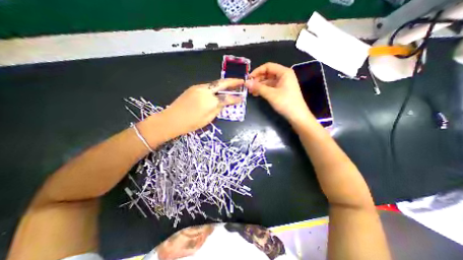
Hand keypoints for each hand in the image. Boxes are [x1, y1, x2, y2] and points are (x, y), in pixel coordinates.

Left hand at [157, 79, 242, 137]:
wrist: (171, 119)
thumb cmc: (191, 123)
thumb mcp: (208, 119)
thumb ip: (218, 109)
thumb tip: (224, 103)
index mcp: (210, 101)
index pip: (227, 98)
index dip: (235, 98)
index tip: (242, 98)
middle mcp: (205, 90)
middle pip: (221, 83)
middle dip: (232, 81)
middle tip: (240, 81)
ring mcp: (198, 87)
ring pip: (214, 84)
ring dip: (223, 84)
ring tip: (230, 86)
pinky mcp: (193, 88)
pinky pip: (207, 86)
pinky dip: (214, 88)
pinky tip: (216, 91)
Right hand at [244, 62, 312, 123]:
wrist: (297, 116)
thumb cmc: (285, 103)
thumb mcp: (271, 94)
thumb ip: (258, 87)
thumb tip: (246, 83)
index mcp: (284, 72)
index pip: (268, 66)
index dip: (257, 71)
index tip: (248, 79)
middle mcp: (284, 75)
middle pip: (268, 73)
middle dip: (258, 79)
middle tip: (249, 87)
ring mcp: (283, 83)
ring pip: (268, 81)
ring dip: (259, 85)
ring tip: (251, 92)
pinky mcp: (282, 90)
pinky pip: (270, 87)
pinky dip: (263, 90)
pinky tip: (257, 94)